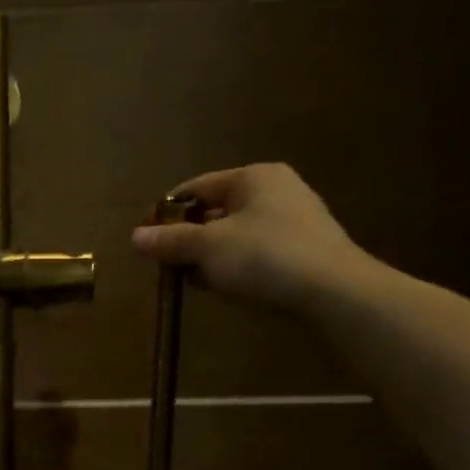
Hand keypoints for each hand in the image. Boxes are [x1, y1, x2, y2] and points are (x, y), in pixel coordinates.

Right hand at [130, 163, 372, 310]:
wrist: (334, 292)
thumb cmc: (265, 257)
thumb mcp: (207, 248)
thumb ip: (170, 241)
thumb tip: (135, 237)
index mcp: (253, 177)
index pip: (195, 188)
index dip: (166, 213)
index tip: (146, 240)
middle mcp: (275, 189)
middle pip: (214, 211)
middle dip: (188, 239)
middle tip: (168, 266)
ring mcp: (293, 219)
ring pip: (234, 234)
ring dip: (209, 257)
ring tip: (194, 282)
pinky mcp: (303, 249)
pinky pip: (255, 252)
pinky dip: (235, 266)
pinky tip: (226, 288)